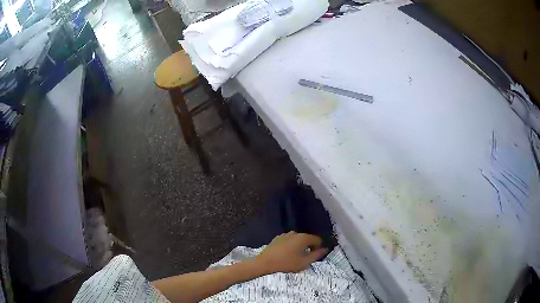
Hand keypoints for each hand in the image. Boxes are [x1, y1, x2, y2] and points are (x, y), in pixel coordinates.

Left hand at [254, 231, 328, 273]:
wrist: (265, 262)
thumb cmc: (287, 263)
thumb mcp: (304, 262)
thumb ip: (317, 255)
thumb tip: (325, 249)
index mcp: (303, 238)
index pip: (317, 240)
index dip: (318, 248)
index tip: (314, 257)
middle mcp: (295, 233)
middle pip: (307, 239)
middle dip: (309, 247)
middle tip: (305, 258)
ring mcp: (285, 234)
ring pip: (298, 240)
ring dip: (299, 247)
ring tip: (295, 257)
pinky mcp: (277, 238)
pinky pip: (289, 241)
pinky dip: (291, 246)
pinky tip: (286, 254)